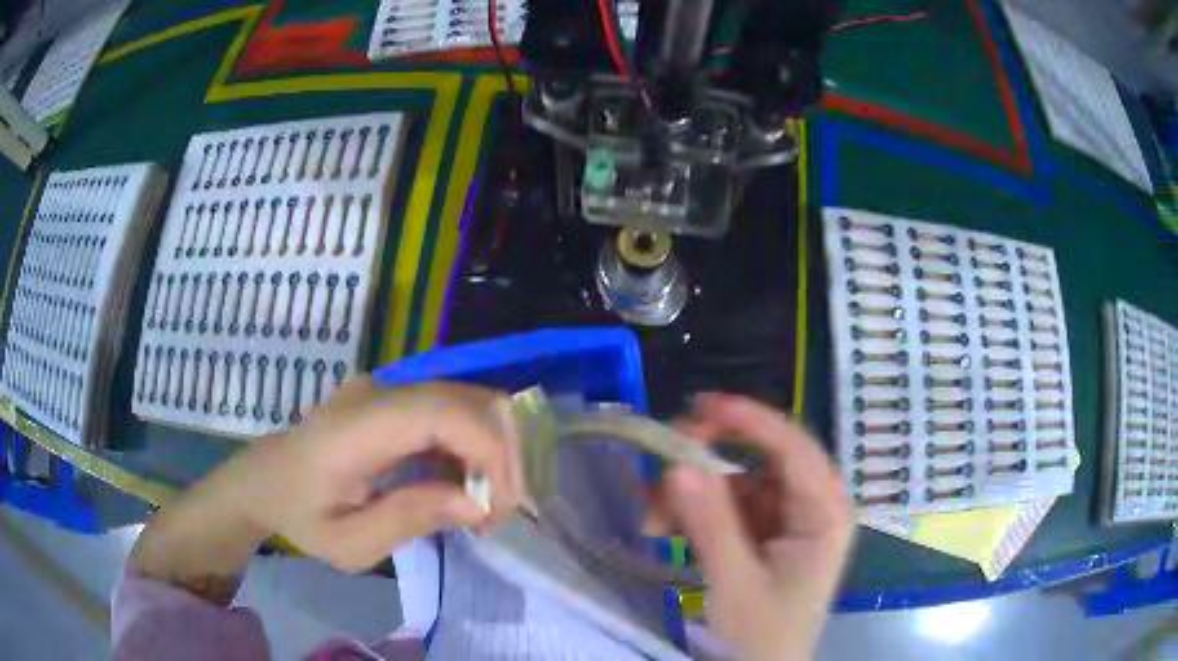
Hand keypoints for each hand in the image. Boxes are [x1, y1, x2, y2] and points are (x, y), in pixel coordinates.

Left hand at [130, 380, 522, 601]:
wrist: (265, 479)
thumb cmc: (299, 515)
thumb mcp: (348, 542)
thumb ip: (409, 519)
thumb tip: (479, 504)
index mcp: (358, 427)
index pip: (445, 412)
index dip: (489, 454)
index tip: (497, 510)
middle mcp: (380, 392)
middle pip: (473, 399)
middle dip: (504, 457)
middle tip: (494, 514)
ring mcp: (390, 388)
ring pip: (473, 401)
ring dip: (494, 452)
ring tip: (481, 505)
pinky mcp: (397, 397)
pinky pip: (455, 410)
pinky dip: (475, 447)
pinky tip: (460, 485)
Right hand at [657, 394, 853, 660]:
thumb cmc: (761, 637)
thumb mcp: (735, 584)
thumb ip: (710, 524)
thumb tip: (678, 465)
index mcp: (826, 514)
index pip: (794, 448)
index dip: (751, 420)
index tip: (701, 406)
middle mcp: (812, 507)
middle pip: (764, 459)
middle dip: (712, 459)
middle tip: (665, 456)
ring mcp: (787, 520)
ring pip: (738, 483)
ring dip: (693, 495)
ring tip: (651, 519)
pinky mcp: (765, 535)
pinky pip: (728, 508)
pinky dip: (694, 514)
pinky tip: (663, 526)